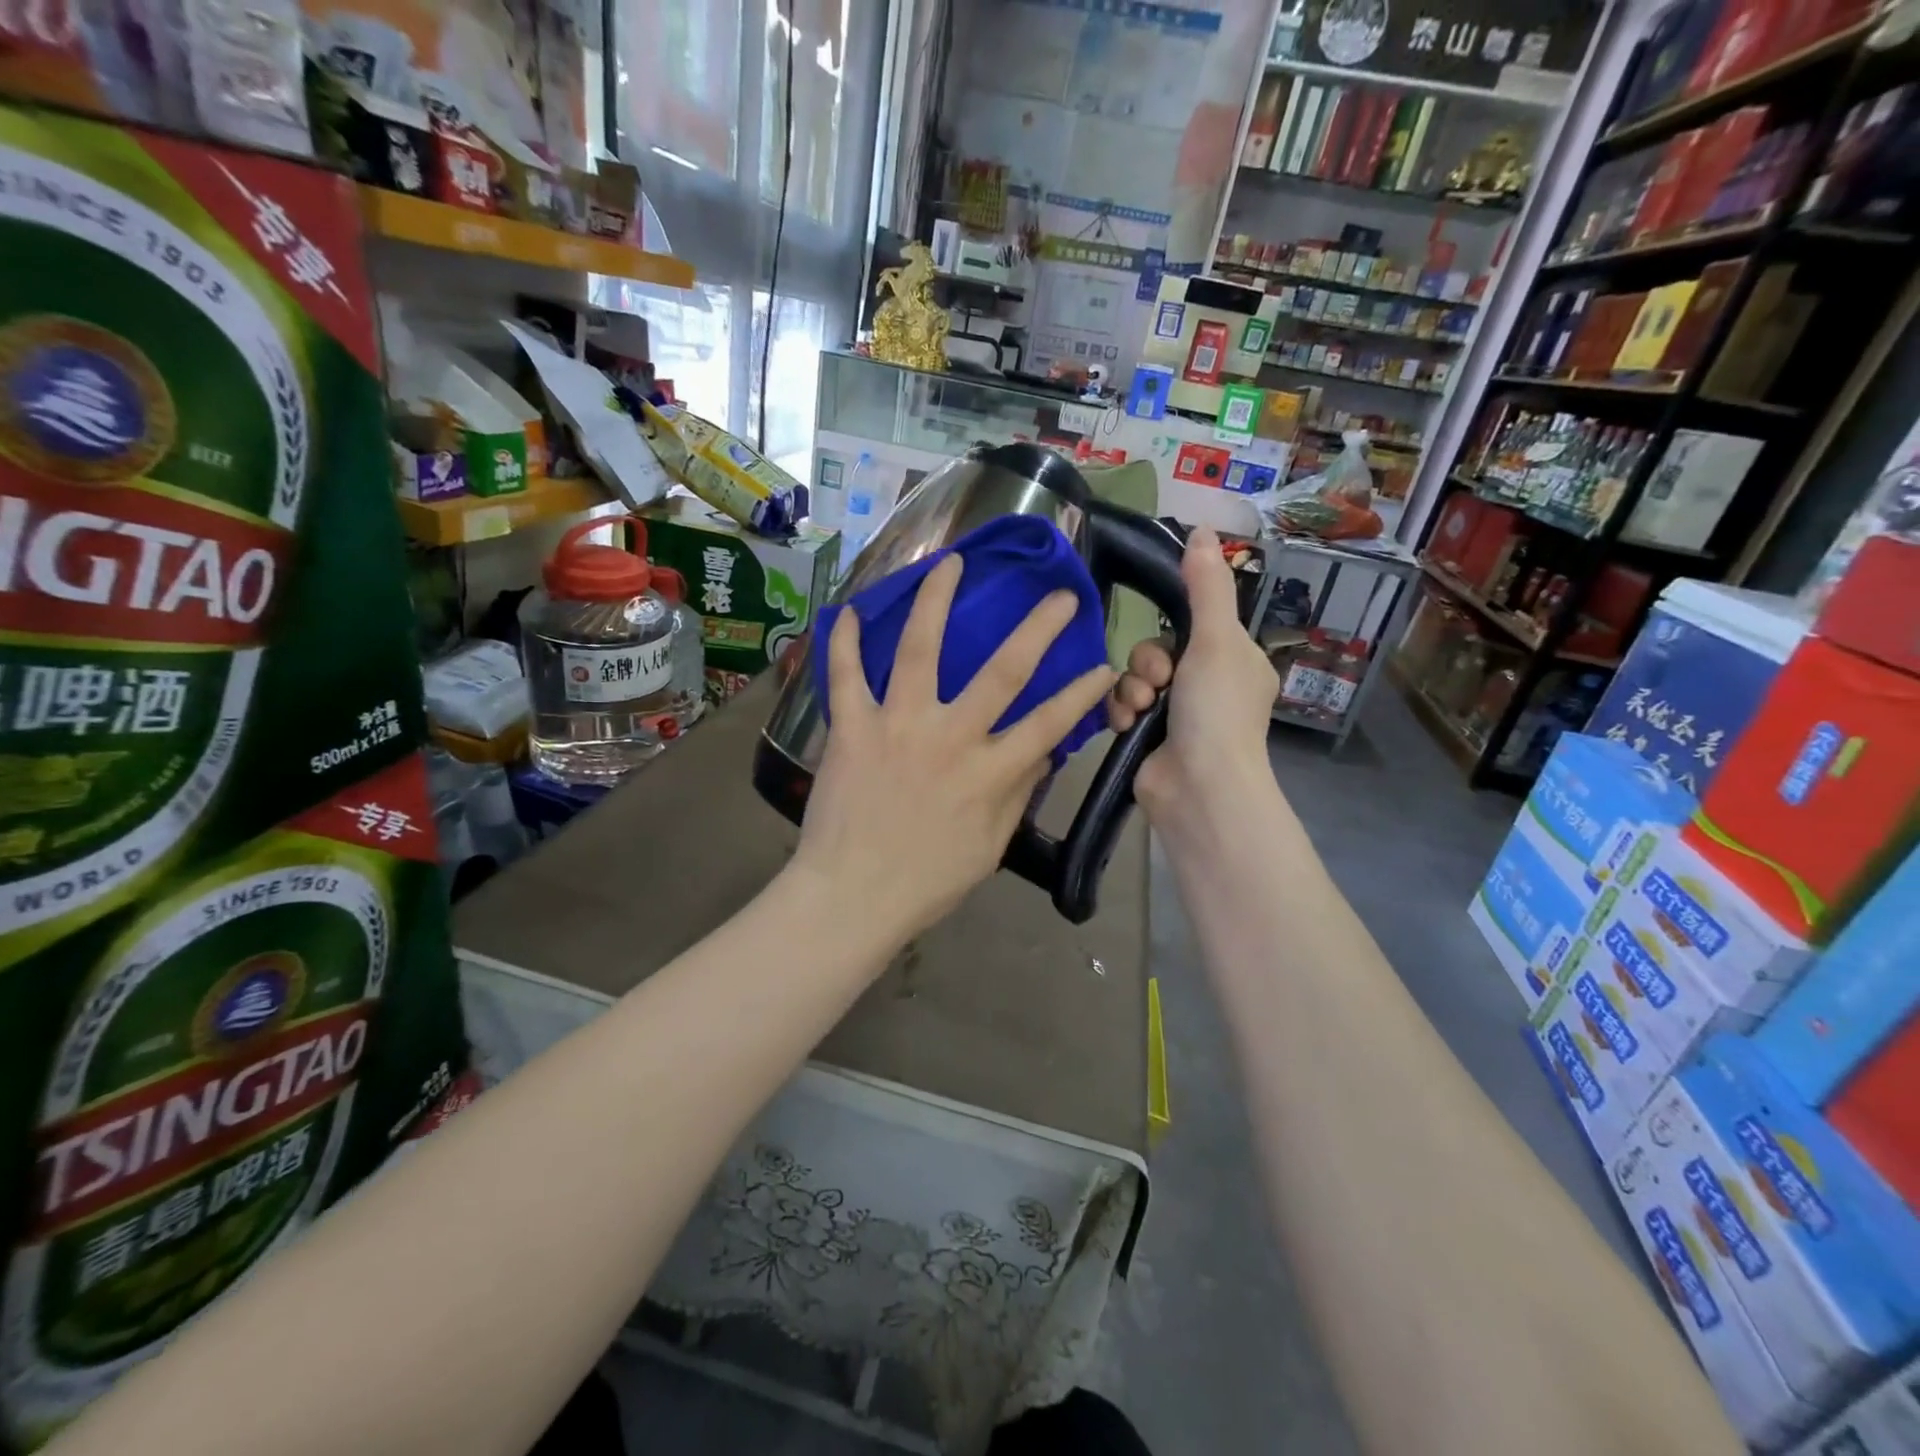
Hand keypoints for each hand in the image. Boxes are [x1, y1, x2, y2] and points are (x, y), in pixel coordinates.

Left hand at [793, 555, 1115, 944]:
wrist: (852, 897)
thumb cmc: (927, 882)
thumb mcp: (989, 847)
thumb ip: (1016, 795)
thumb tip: (1040, 754)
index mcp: (990, 772)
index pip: (1051, 722)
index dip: (1084, 691)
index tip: (1104, 665)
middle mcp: (950, 737)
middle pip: (1003, 670)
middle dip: (1038, 628)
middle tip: (1059, 596)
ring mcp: (899, 725)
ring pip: (921, 649)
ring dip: (936, 600)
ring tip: (950, 562)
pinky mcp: (853, 728)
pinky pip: (847, 675)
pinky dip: (846, 640)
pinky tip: (852, 610)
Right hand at [1108, 526, 1278, 838]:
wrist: (1198, 788)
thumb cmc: (1216, 710)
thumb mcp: (1217, 640)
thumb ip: (1206, 586)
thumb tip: (1202, 529)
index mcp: (1235, 661)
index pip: (1195, 625)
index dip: (1175, 629)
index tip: (1172, 640)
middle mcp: (1207, 686)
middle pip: (1157, 650)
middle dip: (1148, 663)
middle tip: (1159, 683)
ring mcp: (1176, 715)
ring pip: (1134, 678)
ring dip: (1131, 689)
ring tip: (1142, 709)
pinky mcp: (1147, 737)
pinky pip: (1121, 706)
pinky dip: (1119, 712)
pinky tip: (1125, 725)